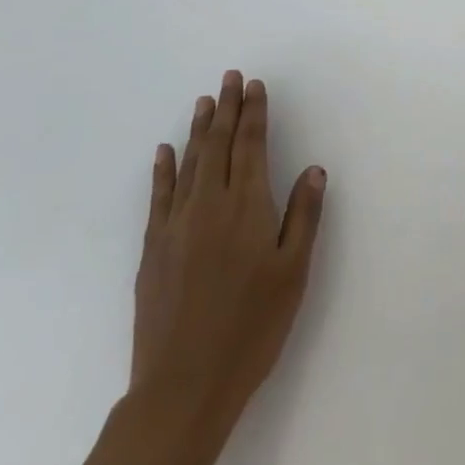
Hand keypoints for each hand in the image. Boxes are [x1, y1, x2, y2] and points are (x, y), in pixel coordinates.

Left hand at [130, 71, 327, 427]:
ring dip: (198, 129)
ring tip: (204, 101)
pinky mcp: (152, 249)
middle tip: (230, 77)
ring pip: (189, 163)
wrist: (183, 387)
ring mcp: (175, 225)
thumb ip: (303, 216)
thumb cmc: (251, 329)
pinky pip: (158, 195)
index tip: (255, 86)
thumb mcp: (293, 274)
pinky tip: (165, 151)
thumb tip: (313, 169)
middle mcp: (208, 204)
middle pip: (218, 144)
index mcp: (247, 207)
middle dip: (227, 108)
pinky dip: (163, 169)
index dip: (254, 113)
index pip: (251, 145)